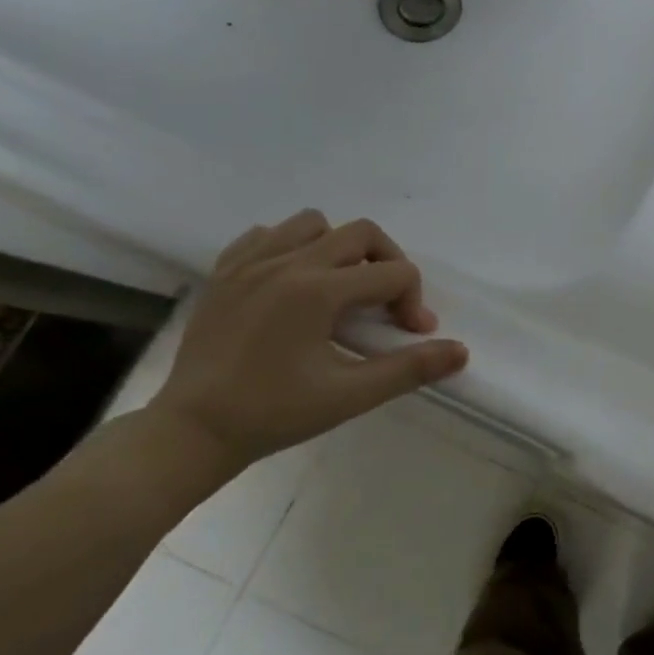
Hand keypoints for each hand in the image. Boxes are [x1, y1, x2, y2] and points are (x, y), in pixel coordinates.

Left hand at [148, 210, 468, 468]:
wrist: (193, 430)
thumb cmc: (275, 413)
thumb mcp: (351, 395)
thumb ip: (410, 368)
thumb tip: (461, 351)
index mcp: (318, 290)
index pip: (394, 272)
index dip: (414, 302)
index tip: (410, 336)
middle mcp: (285, 263)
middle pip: (361, 233)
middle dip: (388, 263)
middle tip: (386, 305)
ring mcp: (249, 263)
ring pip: (313, 224)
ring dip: (340, 249)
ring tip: (341, 290)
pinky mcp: (223, 273)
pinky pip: (266, 235)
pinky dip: (291, 248)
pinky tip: (294, 285)